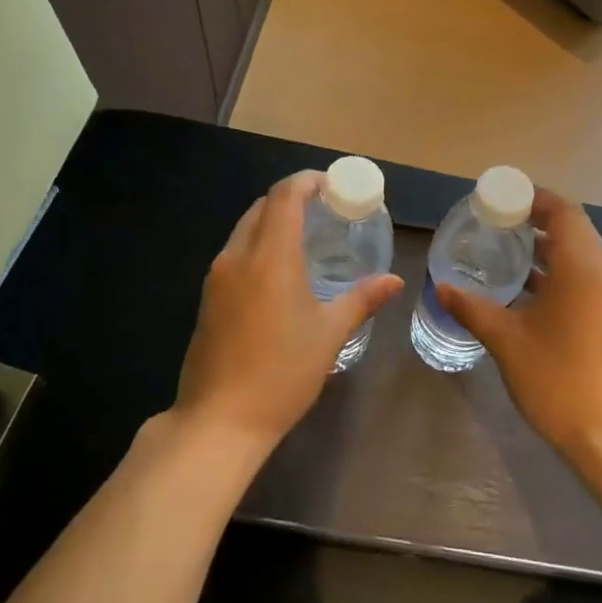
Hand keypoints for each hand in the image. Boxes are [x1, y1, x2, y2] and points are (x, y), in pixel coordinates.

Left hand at [173, 170, 402, 446]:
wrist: (220, 420)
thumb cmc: (282, 374)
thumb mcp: (329, 335)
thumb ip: (361, 300)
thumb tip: (393, 280)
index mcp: (270, 258)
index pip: (284, 197)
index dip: (307, 182)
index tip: (332, 185)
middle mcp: (238, 257)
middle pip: (262, 207)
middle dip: (292, 199)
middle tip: (325, 210)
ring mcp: (217, 277)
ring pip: (245, 229)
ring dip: (273, 221)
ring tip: (306, 237)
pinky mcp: (208, 297)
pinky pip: (235, 252)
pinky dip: (259, 244)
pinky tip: (280, 271)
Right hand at [435, 188, 601, 460]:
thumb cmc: (556, 378)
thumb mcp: (506, 340)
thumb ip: (472, 308)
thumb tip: (440, 286)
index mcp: (582, 267)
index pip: (564, 212)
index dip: (534, 198)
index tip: (500, 199)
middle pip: (573, 228)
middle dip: (536, 219)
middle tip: (496, 221)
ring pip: (579, 253)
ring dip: (546, 246)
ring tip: (504, 248)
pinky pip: (583, 275)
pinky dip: (556, 270)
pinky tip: (524, 286)